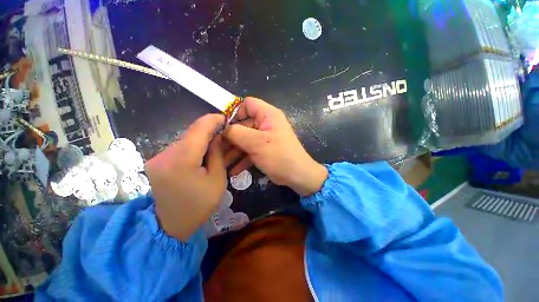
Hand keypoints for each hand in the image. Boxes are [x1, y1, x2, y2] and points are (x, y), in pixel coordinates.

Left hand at [145, 114, 226, 240]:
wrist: (172, 225)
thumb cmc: (200, 204)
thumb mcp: (218, 179)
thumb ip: (217, 154)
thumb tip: (217, 136)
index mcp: (181, 160)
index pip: (198, 129)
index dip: (213, 120)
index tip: (225, 118)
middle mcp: (164, 155)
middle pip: (191, 133)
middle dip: (209, 131)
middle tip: (224, 136)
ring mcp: (157, 158)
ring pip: (185, 140)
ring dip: (201, 140)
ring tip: (215, 147)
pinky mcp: (156, 161)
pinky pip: (179, 147)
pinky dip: (193, 147)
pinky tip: (201, 155)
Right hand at [223, 97, 327, 196]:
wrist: (297, 175)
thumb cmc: (279, 155)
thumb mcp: (256, 143)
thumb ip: (237, 132)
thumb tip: (223, 128)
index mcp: (268, 115)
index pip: (247, 104)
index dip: (234, 111)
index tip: (221, 125)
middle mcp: (266, 124)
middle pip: (243, 124)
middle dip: (230, 137)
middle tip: (216, 148)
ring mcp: (264, 138)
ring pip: (244, 140)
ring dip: (233, 151)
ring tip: (222, 163)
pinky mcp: (264, 150)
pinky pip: (249, 151)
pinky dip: (241, 159)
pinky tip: (233, 171)